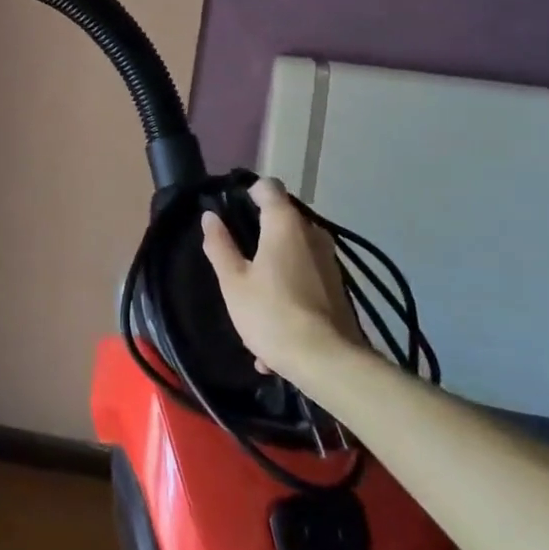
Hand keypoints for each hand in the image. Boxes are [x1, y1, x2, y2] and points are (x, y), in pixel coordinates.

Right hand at [202, 177, 360, 380]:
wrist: (328, 362)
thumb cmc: (272, 313)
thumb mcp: (233, 282)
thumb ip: (220, 245)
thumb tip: (210, 216)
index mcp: (285, 223)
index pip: (268, 187)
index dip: (248, 192)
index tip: (231, 210)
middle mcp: (312, 233)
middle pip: (282, 218)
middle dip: (260, 231)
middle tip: (237, 255)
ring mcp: (329, 260)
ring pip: (294, 250)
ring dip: (274, 264)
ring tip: (253, 296)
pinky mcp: (338, 286)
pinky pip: (306, 276)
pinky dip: (289, 289)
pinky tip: (275, 326)